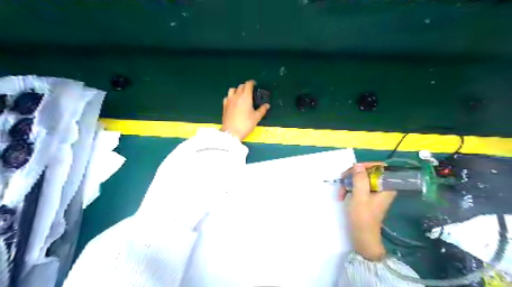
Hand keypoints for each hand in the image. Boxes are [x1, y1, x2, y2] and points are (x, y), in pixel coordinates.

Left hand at [220, 79, 269, 140]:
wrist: (231, 132)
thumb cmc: (246, 124)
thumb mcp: (256, 118)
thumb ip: (262, 110)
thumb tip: (267, 105)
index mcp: (246, 97)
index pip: (248, 85)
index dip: (252, 83)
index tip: (255, 84)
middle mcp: (236, 96)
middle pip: (240, 86)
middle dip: (246, 86)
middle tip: (250, 91)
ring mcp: (229, 100)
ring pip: (232, 89)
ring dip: (237, 90)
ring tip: (241, 95)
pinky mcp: (224, 106)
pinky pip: (227, 97)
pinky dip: (231, 96)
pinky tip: (233, 101)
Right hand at [341, 163, 397, 260]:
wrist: (362, 237)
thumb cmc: (362, 217)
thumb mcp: (360, 196)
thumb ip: (360, 179)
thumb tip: (358, 165)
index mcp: (386, 187)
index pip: (380, 168)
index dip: (367, 166)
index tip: (354, 169)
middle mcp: (382, 188)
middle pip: (368, 172)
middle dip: (354, 175)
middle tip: (343, 179)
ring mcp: (373, 193)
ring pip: (361, 179)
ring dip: (349, 183)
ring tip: (340, 192)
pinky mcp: (366, 198)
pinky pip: (358, 187)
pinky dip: (349, 189)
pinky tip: (342, 195)